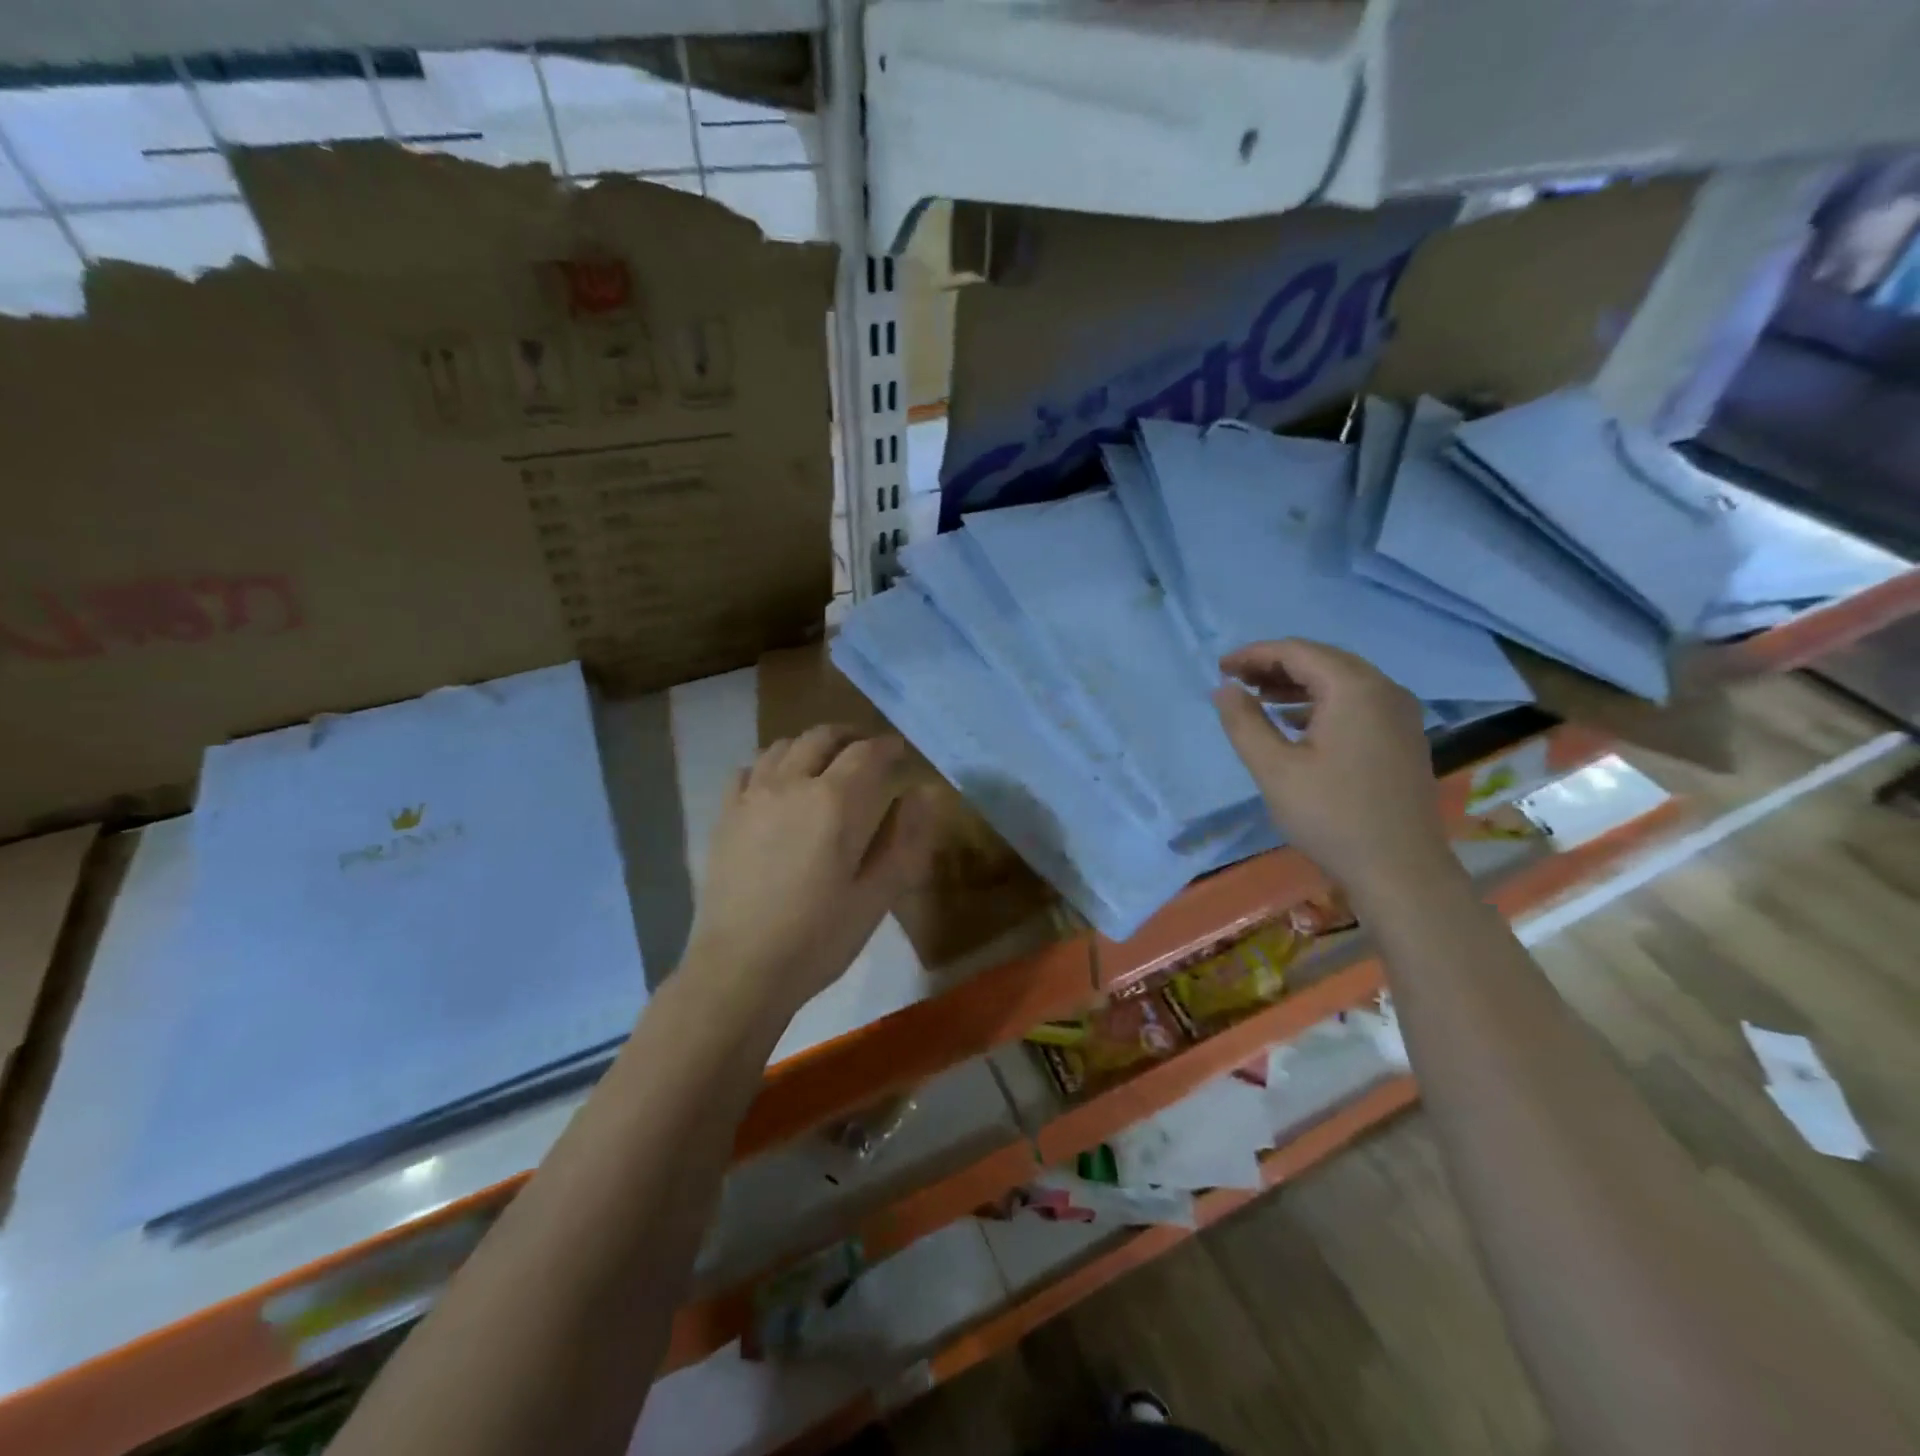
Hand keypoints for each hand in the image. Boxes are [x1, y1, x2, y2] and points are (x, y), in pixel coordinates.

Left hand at [682, 725, 935, 1018]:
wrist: (740, 969)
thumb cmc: (818, 938)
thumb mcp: (877, 896)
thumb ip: (905, 840)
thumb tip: (926, 793)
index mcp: (836, 802)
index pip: (867, 753)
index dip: (888, 747)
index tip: (900, 752)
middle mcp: (792, 784)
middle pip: (822, 737)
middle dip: (850, 736)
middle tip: (867, 751)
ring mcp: (752, 797)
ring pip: (783, 746)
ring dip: (810, 746)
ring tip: (825, 763)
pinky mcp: (725, 815)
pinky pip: (748, 770)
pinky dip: (770, 765)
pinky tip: (777, 785)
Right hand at [1211, 639, 1460, 900]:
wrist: (1400, 870)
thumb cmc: (1331, 816)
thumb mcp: (1274, 769)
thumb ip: (1244, 722)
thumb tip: (1225, 689)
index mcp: (1355, 689)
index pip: (1298, 652)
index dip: (1255, 655)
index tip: (1220, 668)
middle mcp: (1384, 689)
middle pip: (1322, 660)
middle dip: (1275, 665)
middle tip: (1236, 681)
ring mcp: (1399, 713)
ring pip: (1341, 681)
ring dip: (1297, 684)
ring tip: (1258, 698)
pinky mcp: (1402, 737)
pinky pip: (1356, 702)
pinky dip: (1321, 702)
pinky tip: (1295, 723)